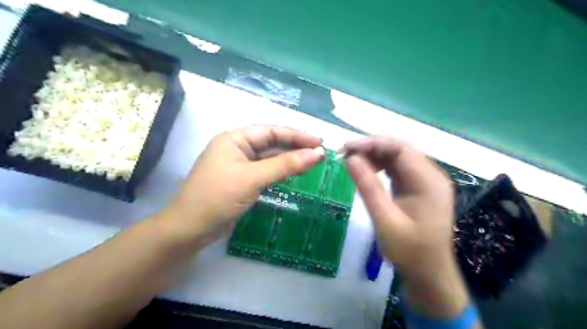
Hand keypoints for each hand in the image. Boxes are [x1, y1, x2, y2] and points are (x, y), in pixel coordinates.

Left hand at [159, 126, 322, 248]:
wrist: (191, 229)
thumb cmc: (219, 197)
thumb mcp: (253, 178)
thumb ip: (286, 165)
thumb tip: (317, 154)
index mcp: (235, 139)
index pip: (271, 131)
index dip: (297, 135)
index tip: (320, 141)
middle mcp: (237, 148)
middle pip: (272, 143)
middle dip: (295, 147)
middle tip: (320, 153)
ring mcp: (239, 165)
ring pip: (270, 158)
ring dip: (290, 160)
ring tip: (312, 162)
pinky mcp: (242, 180)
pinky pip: (266, 171)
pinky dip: (280, 172)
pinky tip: (294, 173)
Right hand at [345, 136, 452, 277]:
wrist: (428, 273)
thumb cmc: (408, 251)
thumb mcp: (384, 220)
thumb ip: (368, 187)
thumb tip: (350, 158)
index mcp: (429, 182)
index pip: (400, 149)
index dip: (372, 144)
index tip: (346, 148)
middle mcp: (431, 176)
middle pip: (400, 149)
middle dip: (372, 148)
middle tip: (345, 154)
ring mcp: (426, 181)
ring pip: (398, 157)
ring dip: (375, 155)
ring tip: (351, 161)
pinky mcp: (419, 187)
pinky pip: (399, 168)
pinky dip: (381, 166)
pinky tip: (366, 170)